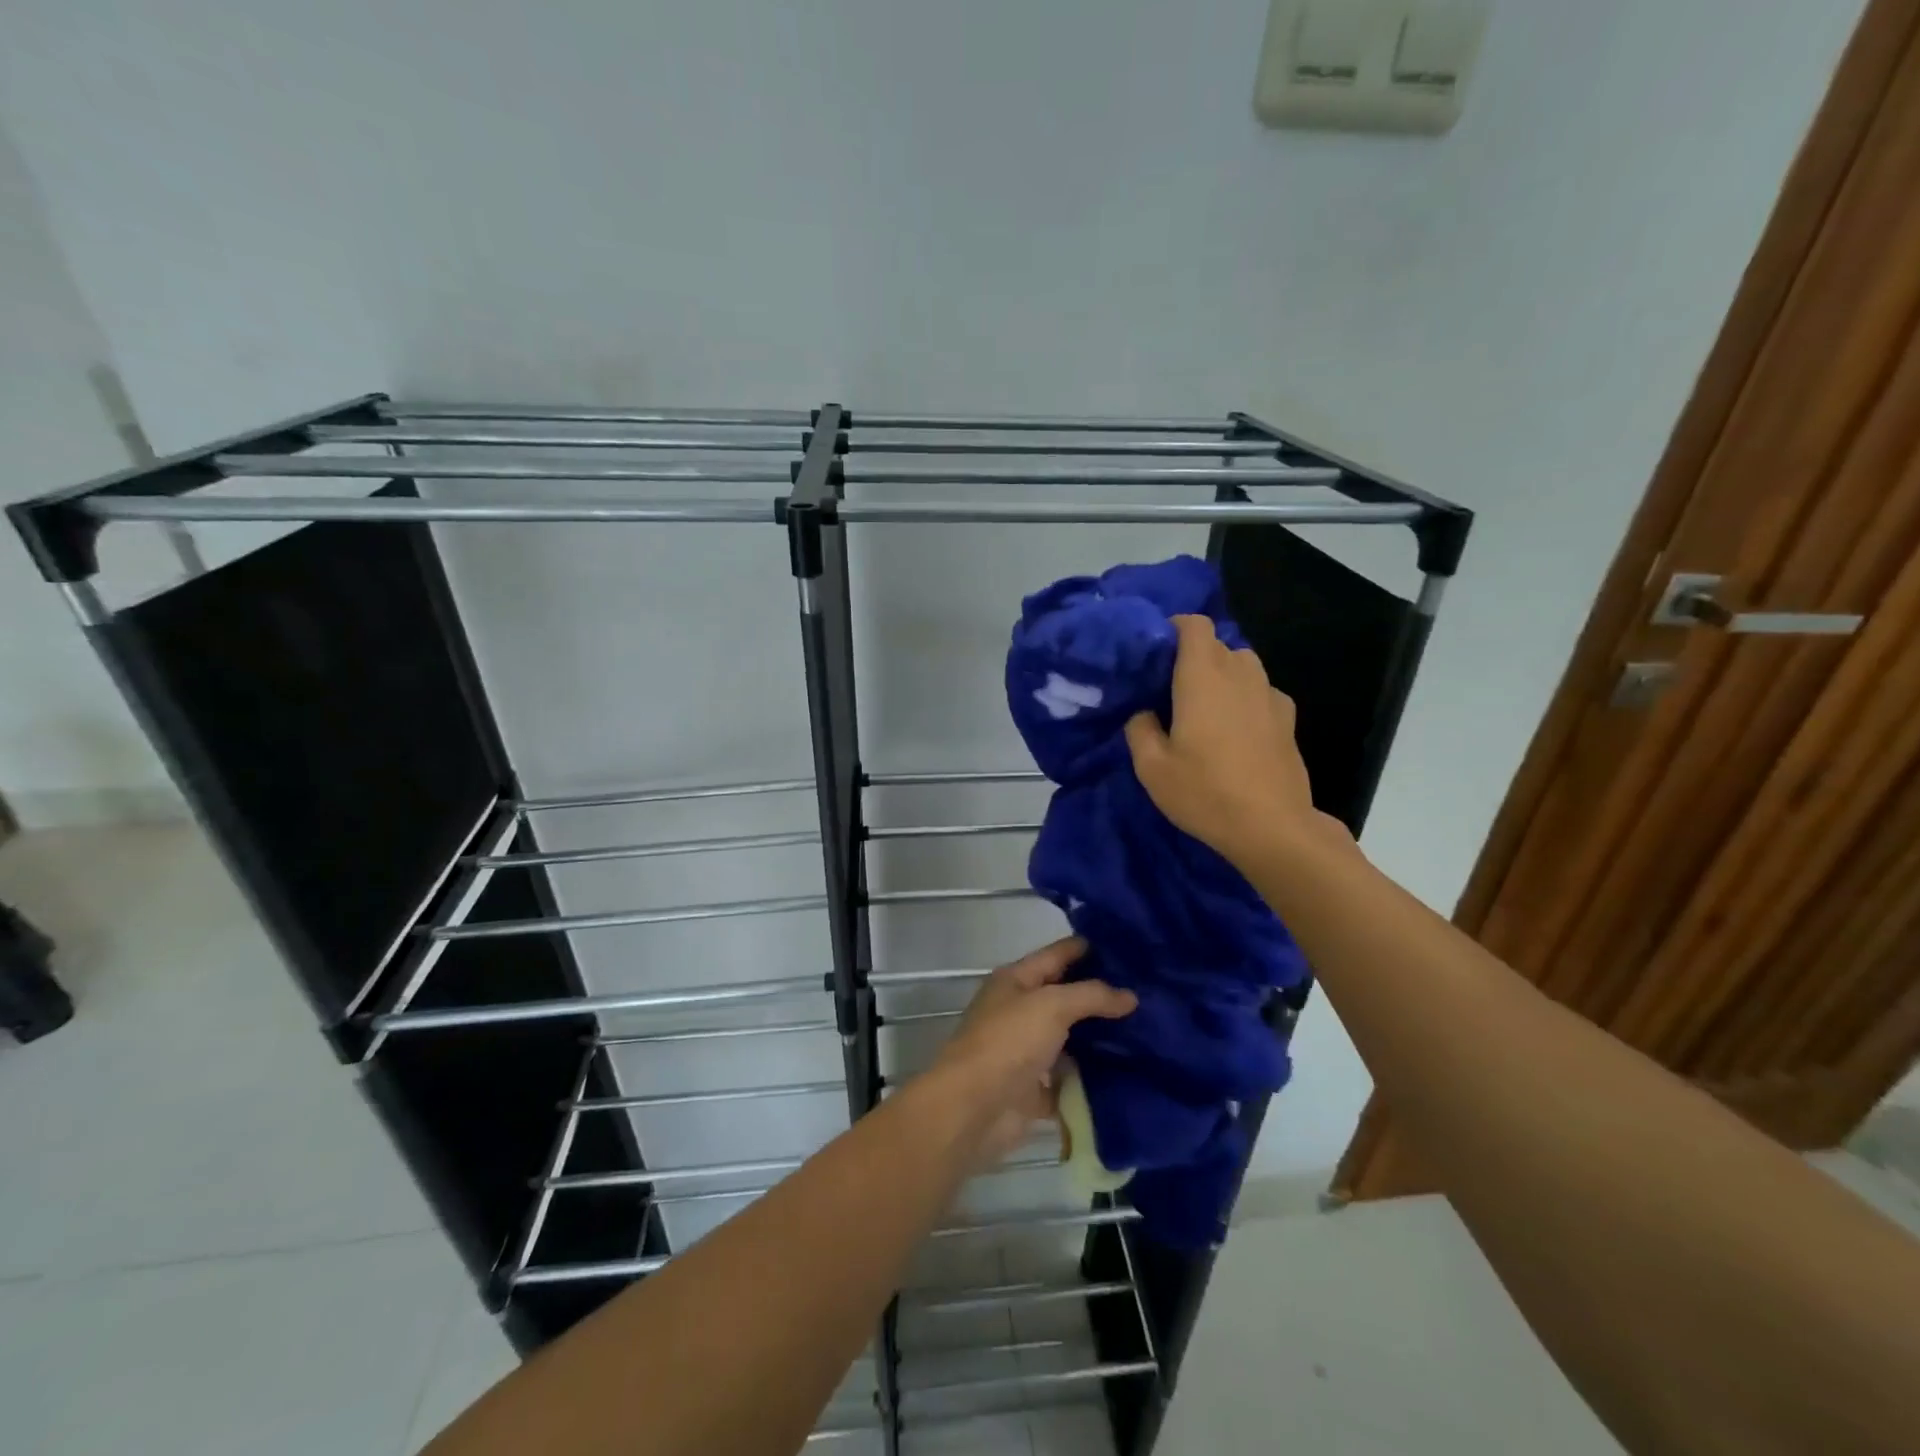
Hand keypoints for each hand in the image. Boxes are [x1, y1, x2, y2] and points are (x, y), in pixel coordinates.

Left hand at [928, 937, 1135, 1167]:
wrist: (974, 1109)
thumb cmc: (1008, 1042)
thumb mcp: (1051, 1005)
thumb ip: (1091, 995)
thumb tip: (1131, 996)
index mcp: (1015, 980)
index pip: (1058, 954)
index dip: (1090, 948)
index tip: (1131, 948)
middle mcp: (1020, 1010)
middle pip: (1067, 996)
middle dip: (1103, 996)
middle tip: (1149, 993)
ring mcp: (1027, 1051)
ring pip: (1072, 1038)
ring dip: (1102, 1038)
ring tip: (1148, 1031)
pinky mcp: (1035, 1089)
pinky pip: (1071, 1078)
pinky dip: (1093, 1079)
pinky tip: (1130, 1073)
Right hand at [1124, 614, 1336, 868]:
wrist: (1272, 827)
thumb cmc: (1206, 793)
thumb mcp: (1152, 768)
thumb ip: (1139, 729)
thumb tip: (1144, 713)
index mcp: (1202, 678)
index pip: (1195, 625)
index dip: (1174, 627)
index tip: (1155, 651)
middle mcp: (1239, 675)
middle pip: (1217, 644)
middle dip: (1193, 655)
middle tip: (1169, 687)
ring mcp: (1269, 695)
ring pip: (1243, 664)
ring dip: (1221, 673)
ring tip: (1203, 705)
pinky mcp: (1288, 719)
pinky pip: (1261, 690)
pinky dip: (1245, 696)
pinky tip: (1235, 727)